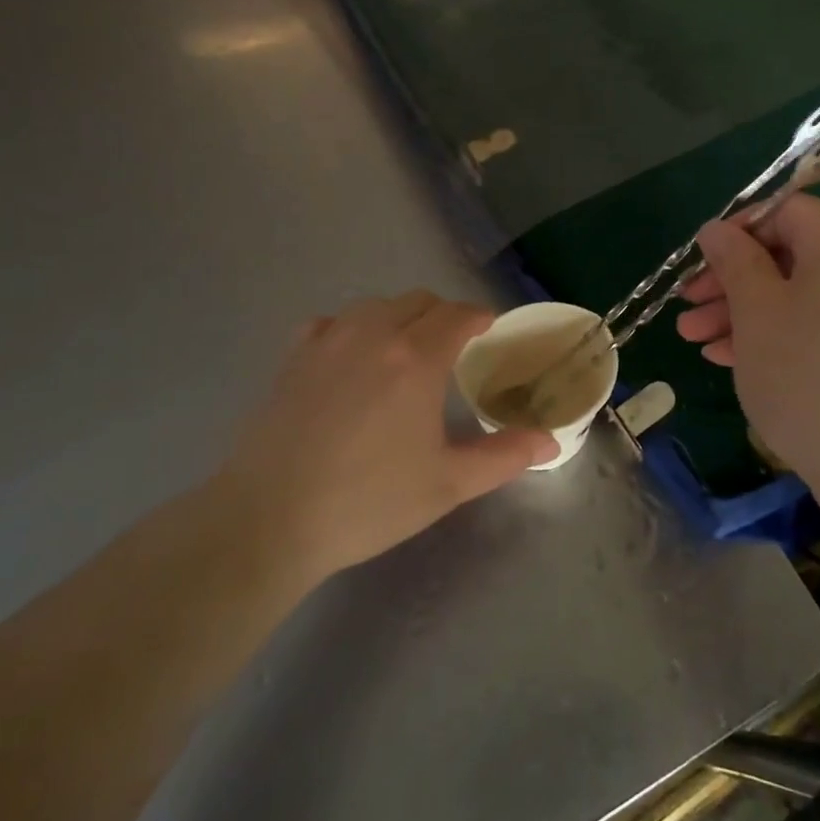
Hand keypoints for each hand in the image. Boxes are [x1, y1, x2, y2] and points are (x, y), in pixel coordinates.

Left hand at [225, 292, 554, 584]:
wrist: (269, 519)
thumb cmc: (368, 501)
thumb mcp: (447, 484)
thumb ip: (503, 456)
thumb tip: (550, 442)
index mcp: (417, 358)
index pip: (457, 314)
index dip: (479, 317)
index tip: (490, 330)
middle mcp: (374, 334)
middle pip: (418, 300)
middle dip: (443, 314)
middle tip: (454, 346)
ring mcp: (328, 341)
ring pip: (375, 305)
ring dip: (399, 316)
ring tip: (405, 349)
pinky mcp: (293, 357)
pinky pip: (332, 322)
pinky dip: (352, 328)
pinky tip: (351, 356)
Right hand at [676, 195, 819, 522]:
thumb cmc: (812, 376)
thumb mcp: (758, 311)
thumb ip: (734, 261)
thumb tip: (717, 229)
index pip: (785, 210)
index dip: (736, 230)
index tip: (699, 263)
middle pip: (788, 255)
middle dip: (730, 281)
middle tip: (687, 309)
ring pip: (799, 297)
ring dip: (744, 314)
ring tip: (696, 342)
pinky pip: (819, 329)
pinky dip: (777, 337)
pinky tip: (733, 361)